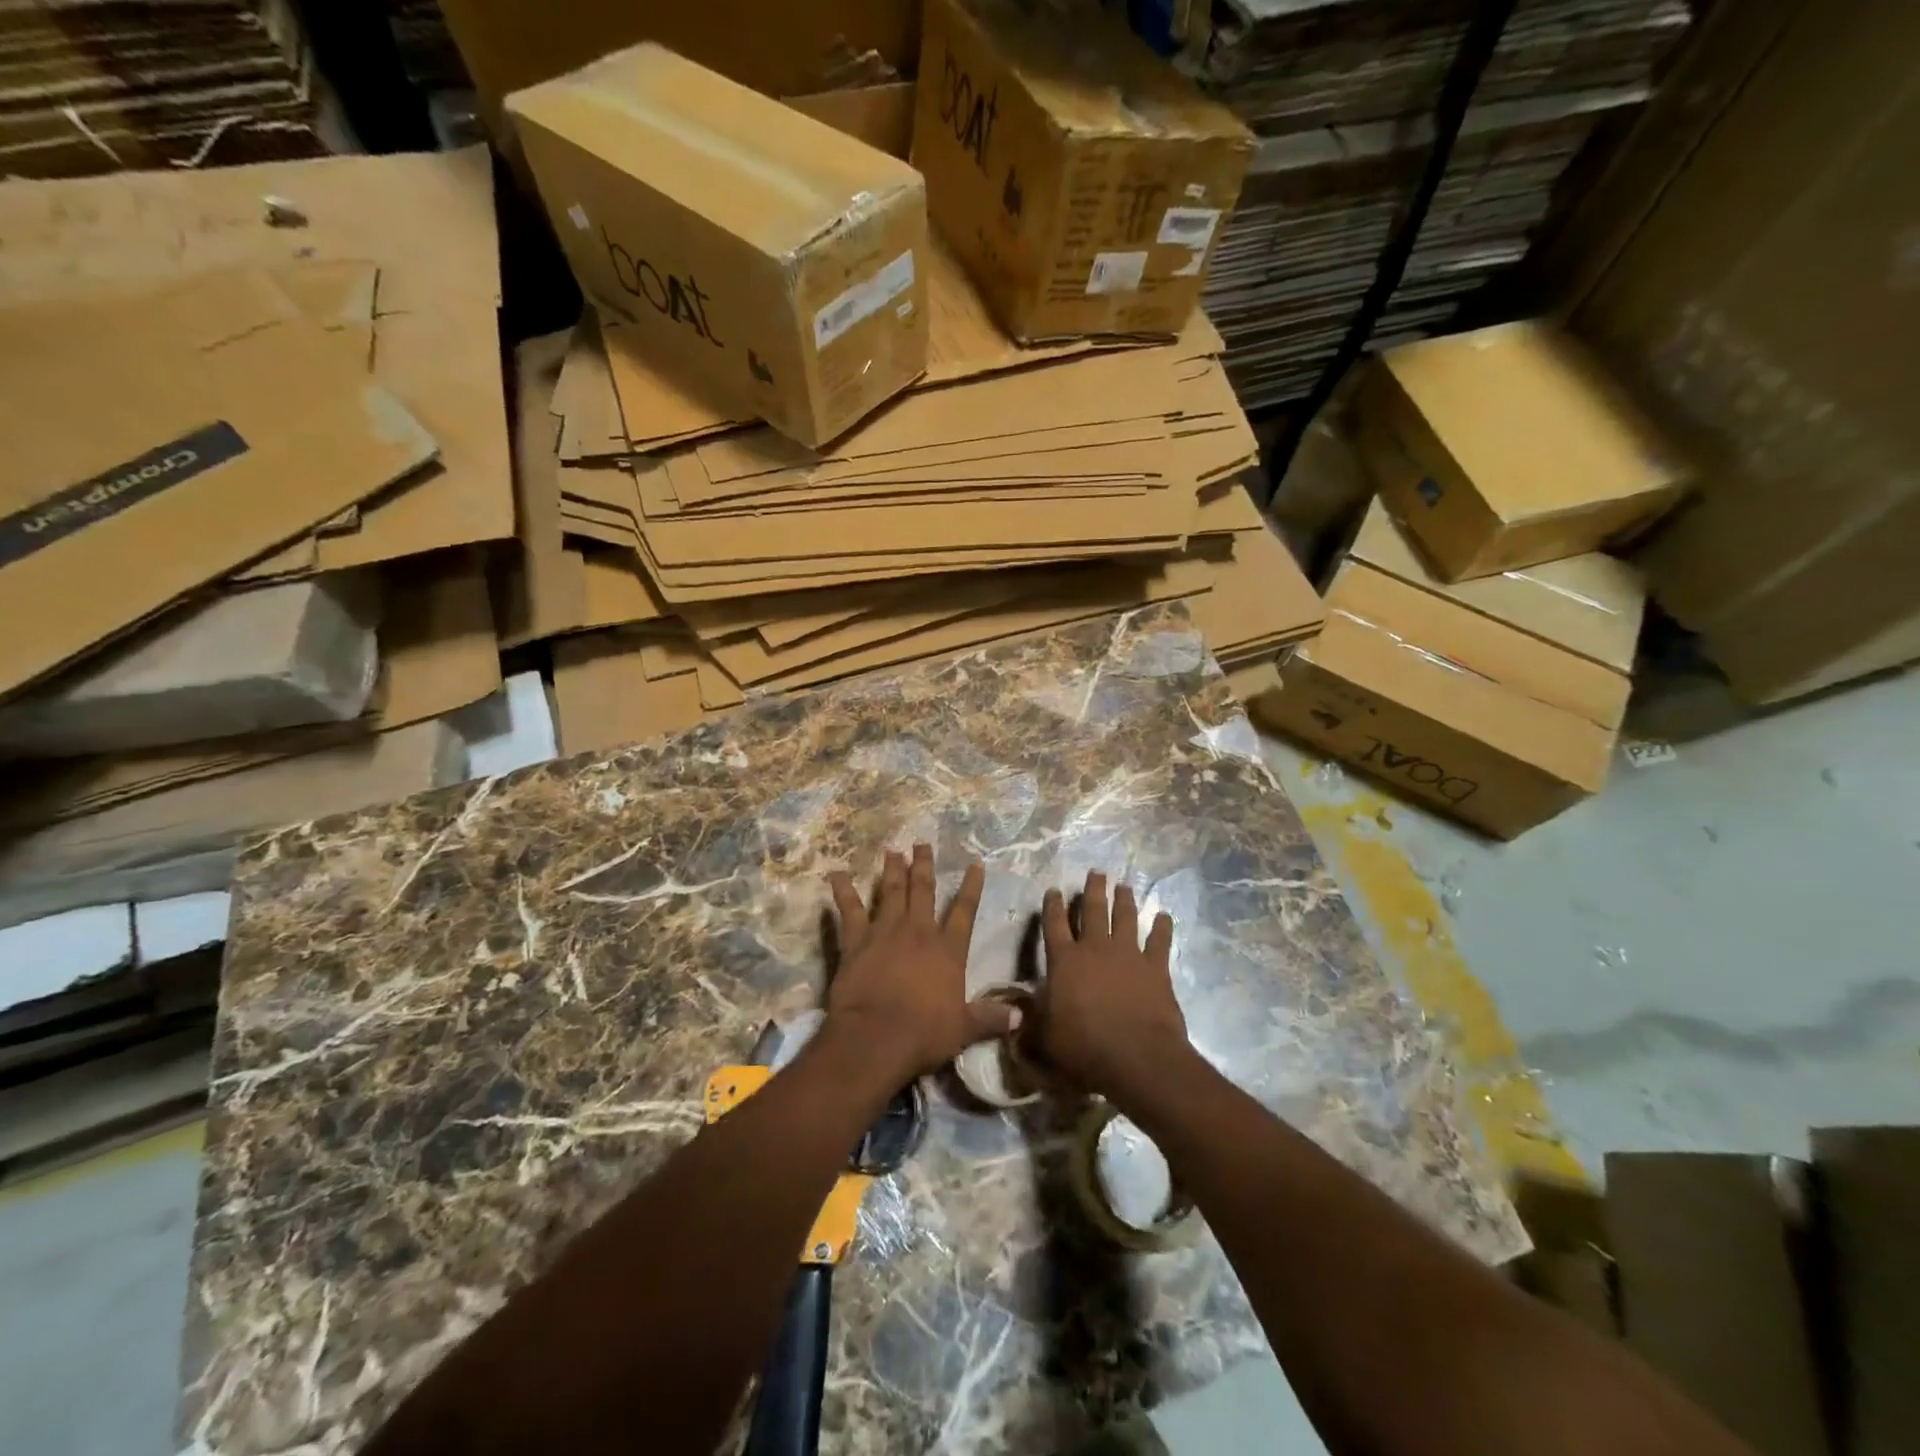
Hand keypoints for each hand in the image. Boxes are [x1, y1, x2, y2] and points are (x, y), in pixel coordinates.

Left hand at [824, 844, 1014, 1079]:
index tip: (975, 864)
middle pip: (924, 891)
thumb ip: (990, 1019)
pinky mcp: (857, 941)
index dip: (971, 887)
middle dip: (924, 866)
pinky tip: (837, 874)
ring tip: (892, 851)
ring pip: (891, 893)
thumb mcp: (964, 1029)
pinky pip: (849, 910)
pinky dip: (843, 891)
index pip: (964, 912)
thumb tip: (1020, 1017)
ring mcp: (886, 932)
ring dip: (892, 871)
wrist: (877, 1037)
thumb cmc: (924, 1034)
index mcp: (948, 950)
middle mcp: (919, 932)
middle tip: (921, 843)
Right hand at [1036, 871, 1188, 1095]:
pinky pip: (1160, 941)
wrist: (1135, 1056)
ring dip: (1124, 900)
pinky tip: (1164, 916)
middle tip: (1097, 872)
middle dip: (1093, 889)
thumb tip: (1013, 1014)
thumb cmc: (1083, 1047)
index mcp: (1064, 961)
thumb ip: (1029, 1022)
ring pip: (1125, 917)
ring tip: (1124, 886)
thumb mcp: (1044, 1038)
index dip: (1052, 905)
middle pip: (1093, 910)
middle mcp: (1095, 948)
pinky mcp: (1155, 967)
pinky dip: (1162, 927)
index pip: (1054, 924)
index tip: (1054, 889)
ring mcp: (1128, 954)